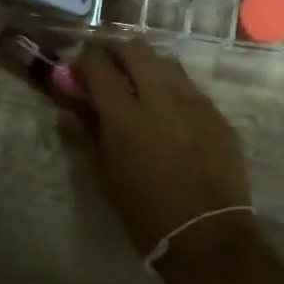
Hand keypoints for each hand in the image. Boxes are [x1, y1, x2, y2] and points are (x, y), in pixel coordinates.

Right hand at [66, 40, 251, 259]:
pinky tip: (169, 108)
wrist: (206, 234)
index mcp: (125, 116)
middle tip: (109, 66)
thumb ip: (85, 136)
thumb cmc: (145, 212)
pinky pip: (190, 86)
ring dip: (147, 64)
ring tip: (140, 84)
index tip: (80, 65)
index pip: (100, 65)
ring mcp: (193, 101)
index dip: (86, 58)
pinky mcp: (216, 112)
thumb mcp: (105, 177)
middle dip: (117, 50)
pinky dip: (172, 86)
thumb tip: (67, 111)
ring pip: (166, 62)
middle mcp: (160, 97)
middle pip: (136, 49)